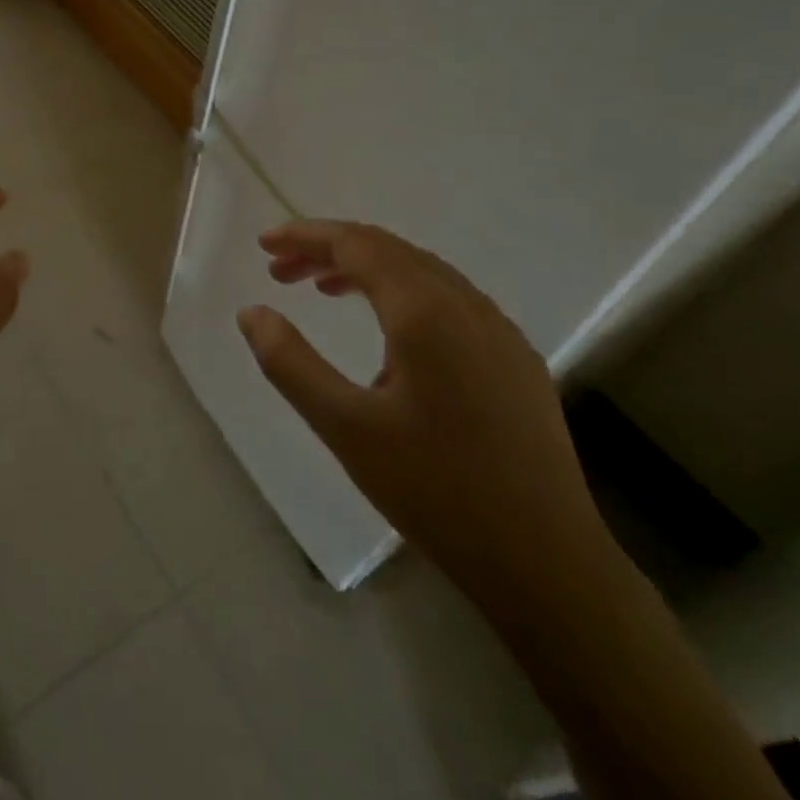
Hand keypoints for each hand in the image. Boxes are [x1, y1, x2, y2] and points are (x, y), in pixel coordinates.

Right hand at [238, 220, 607, 611]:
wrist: (547, 563)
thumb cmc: (436, 491)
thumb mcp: (346, 428)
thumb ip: (289, 363)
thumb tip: (251, 313)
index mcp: (425, 311)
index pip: (356, 244)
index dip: (306, 236)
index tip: (263, 245)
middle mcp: (466, 304)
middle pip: (388, 250)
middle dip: (329, 250)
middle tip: (281, 270)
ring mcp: (499, 329)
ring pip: (421, 272)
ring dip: (367, 269)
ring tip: (323, 290)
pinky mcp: (516, 357)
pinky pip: (449, 299)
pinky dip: (403, 293)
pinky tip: (388, 332)